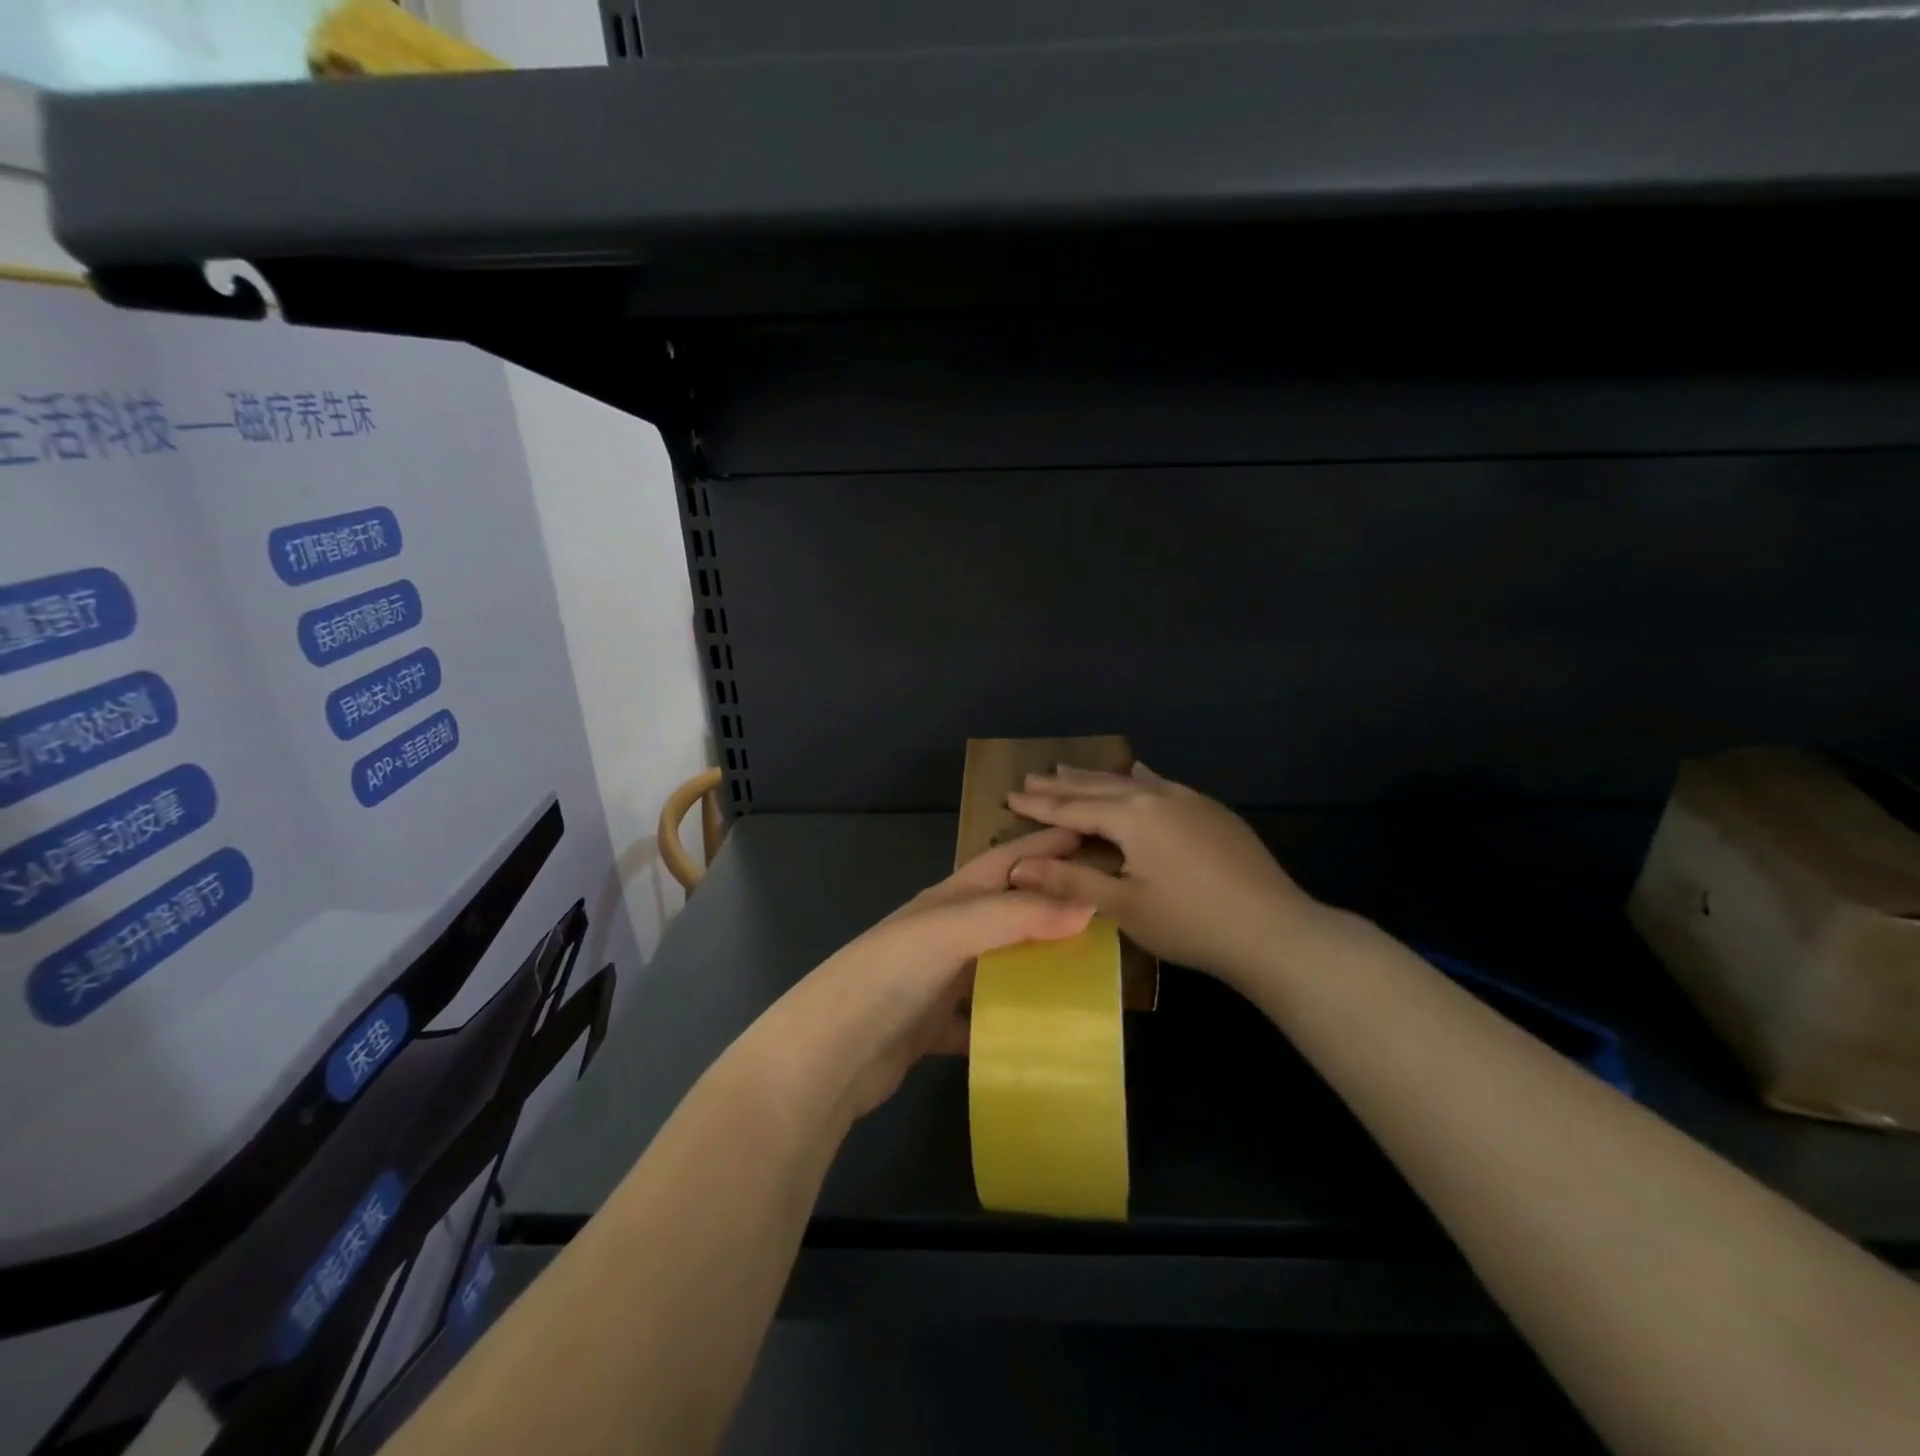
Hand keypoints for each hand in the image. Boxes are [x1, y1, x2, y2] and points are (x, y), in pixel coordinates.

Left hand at [761, 828, 1094, 1122]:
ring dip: (1035, 965)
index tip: (1090, 837)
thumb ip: (1016, 915)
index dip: (1043, 846)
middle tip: (1106, 910)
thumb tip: (1087, 904)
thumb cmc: (890, 974)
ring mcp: (939, 980)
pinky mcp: (935, 1026)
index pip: (1005, 860)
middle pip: (1007, 911)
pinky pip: (983, 1019)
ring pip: (999, 964)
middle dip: (1051, 906)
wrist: (830, 1053)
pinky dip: (1010, 1022)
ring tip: (1089, 973)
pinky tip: (1043, 1034)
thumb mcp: (953, 930)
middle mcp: (946, 932)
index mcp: (949, 899)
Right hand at [1006, 763, 1320, 990]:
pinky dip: (1140, 778)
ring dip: (1097, 777)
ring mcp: (1189, 800)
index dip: (1040, 805)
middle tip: (1031, 777)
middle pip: (1099, 787)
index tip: (1009, 797)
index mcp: (1132, 817)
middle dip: (1063, 784)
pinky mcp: (1212, 812)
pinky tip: (1139, 771)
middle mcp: (1157, 797)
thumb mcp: (1123, 905)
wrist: (1274, 930)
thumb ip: (1069, 881)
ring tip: (1069, 769)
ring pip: (1131, 781)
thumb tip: (1017, 867)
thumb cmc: (1190, 922)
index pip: (1073, 807)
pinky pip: (1163, 784)